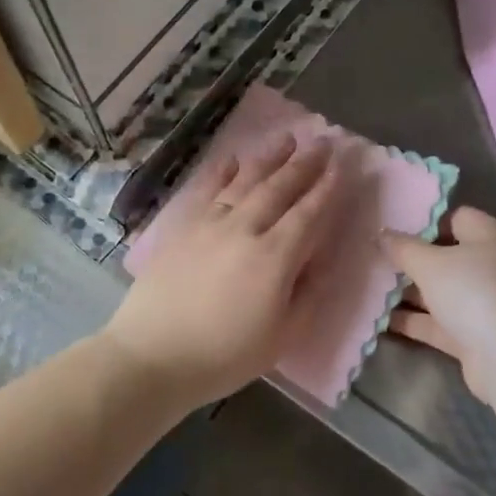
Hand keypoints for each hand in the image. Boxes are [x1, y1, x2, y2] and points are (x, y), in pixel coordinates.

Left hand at [103, 134, 343, 406]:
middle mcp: (245, 228)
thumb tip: (322, 260)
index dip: (327, 187)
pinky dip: (223, 172)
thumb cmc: (224, 355)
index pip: (309, 212)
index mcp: (275, 256)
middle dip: (305, 163)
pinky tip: (233, 159)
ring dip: (270, 158)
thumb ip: (308, 294)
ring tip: (288, 139)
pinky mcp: (183, 227)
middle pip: (280, 187)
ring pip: (246, 181)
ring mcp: (210, 223)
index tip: (341, 163)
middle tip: (323, 142)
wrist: (153, 356)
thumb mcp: (282, 336)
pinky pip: (207, 190)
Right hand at [381, 207, 495, 399]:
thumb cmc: (470, 291)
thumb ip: (401, 247)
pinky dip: (413, 320)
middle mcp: (491, 264)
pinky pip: (438, 321)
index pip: (454, 218)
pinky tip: (379, 318)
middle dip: (410, 260)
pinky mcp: (474, 334)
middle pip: (445, 256)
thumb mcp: (428, 263)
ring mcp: (484, 301)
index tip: (392, 229)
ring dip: (408, 292)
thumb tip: (381, 233)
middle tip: (376, 258)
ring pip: (440, 291)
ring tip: (370, 285)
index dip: (423, 221)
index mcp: (489, 236)